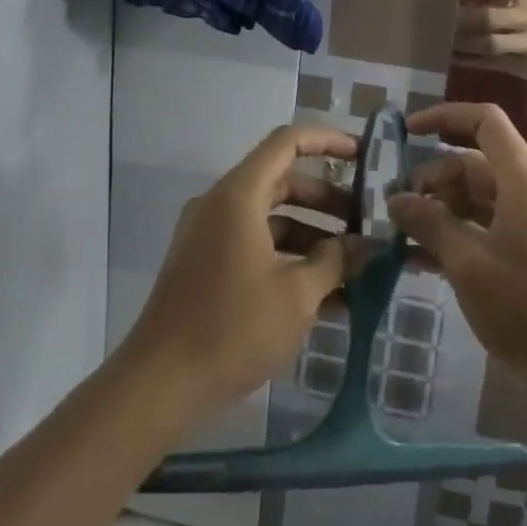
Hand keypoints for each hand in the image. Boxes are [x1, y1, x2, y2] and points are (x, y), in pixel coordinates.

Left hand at [122, 125, 360, 419]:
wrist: (160, 385)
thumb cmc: (232, 328)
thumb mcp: (296, 295)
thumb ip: (336, 262)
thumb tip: (366, 246)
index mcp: (238, 195)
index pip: (286, 143)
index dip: (327, 140)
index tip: (363, 155)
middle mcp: (221, 205)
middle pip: (283, 183)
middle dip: (328, 202)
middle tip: (366, 225)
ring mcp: (211, 236)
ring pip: (272, 220)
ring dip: (313, 239)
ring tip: (356, 269)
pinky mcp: (207, 266)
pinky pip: (256, 247)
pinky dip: (289, 261)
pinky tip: (326, 297)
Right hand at [389, 103, 526, 393]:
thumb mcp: (468, 263)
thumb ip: (430, 223)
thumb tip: (395, 198)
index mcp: (522, 180)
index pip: (484, 121)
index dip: (444, 117)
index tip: (406, 131)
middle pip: (473, 163)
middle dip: (431, 179)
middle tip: (394, 207)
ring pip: (475, 197)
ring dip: (438, 209)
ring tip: (400, 233)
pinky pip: (484, 226)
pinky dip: (454, 233)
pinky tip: (419, 258)